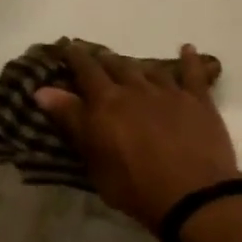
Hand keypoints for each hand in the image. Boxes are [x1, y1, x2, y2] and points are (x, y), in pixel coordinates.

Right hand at [34, 43, 241, 231]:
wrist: (192, 194)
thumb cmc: (136, 188)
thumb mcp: (95, 163)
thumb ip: (73, 122)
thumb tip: (44, 91)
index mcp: (107, 105)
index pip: (86, 73)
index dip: (76, 59)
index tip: (68, 48)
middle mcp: (135, 89)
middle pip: (116, 66)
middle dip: (103, 60)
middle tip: (96, 56)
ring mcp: (169, 91)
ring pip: (148, 68)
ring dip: (136, 64)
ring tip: (128, 62)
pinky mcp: (197, 98)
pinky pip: (193, 72)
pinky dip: (188, 59)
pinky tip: (186, 48)